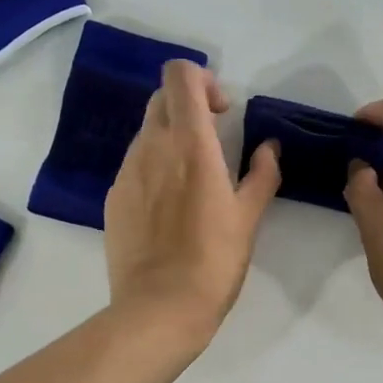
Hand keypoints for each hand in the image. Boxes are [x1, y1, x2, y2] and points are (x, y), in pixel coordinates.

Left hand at [105, 60, 280, 344]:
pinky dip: (154, 168)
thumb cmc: (213, 260)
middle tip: (212, 138)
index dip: (202, 80)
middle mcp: (151, 146)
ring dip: (171, 138)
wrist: (160, 308)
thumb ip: (262, 174)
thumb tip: (269, 147)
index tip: (222, 111)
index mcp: (189, 142)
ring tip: (192, 180)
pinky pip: (135, 165)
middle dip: (188, 106)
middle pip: (162, 98)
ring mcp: (126, 172)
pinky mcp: (113, 198)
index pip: (180, 75)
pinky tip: (169, 208)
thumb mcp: (249, 216)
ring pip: (146, 132)